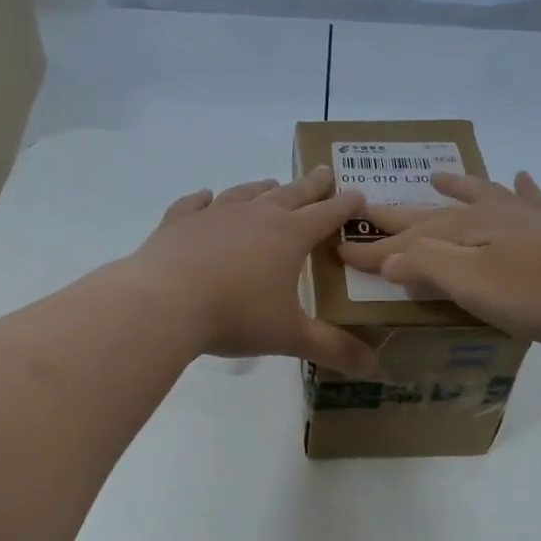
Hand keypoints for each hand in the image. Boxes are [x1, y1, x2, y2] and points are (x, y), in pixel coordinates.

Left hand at [130, 167, 380, 375]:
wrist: (164, 302)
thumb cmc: (235, 316)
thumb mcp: (289, 336)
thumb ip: (333, 349)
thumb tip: (376, 368)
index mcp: (288, 237)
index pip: (326, 215)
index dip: (344, 206)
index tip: (357, 194)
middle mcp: (255, 216)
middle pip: (290, 194)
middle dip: (310, 185)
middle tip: (323, 172)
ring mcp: (214, 215)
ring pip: (245, 193)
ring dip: (262, 188)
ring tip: (271, 183)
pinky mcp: (179, 223)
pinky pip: (195, 204)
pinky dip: (204, 199)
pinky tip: (206, 198)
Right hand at [339, 170, 540, 347]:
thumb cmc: (539, 293)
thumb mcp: (471, 283)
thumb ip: (426, 265)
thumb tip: (383, 257)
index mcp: (464, 231)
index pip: (404, 241)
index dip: (372, 248)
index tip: (339, 249)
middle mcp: (491, 216)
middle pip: (434, 215)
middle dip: (400, 216)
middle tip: (369, 207)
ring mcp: (527, 220)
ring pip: (481, 197)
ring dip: (456, 188)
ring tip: (436, 176)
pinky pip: (532, 201)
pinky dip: (522, 189)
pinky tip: (522, 177)